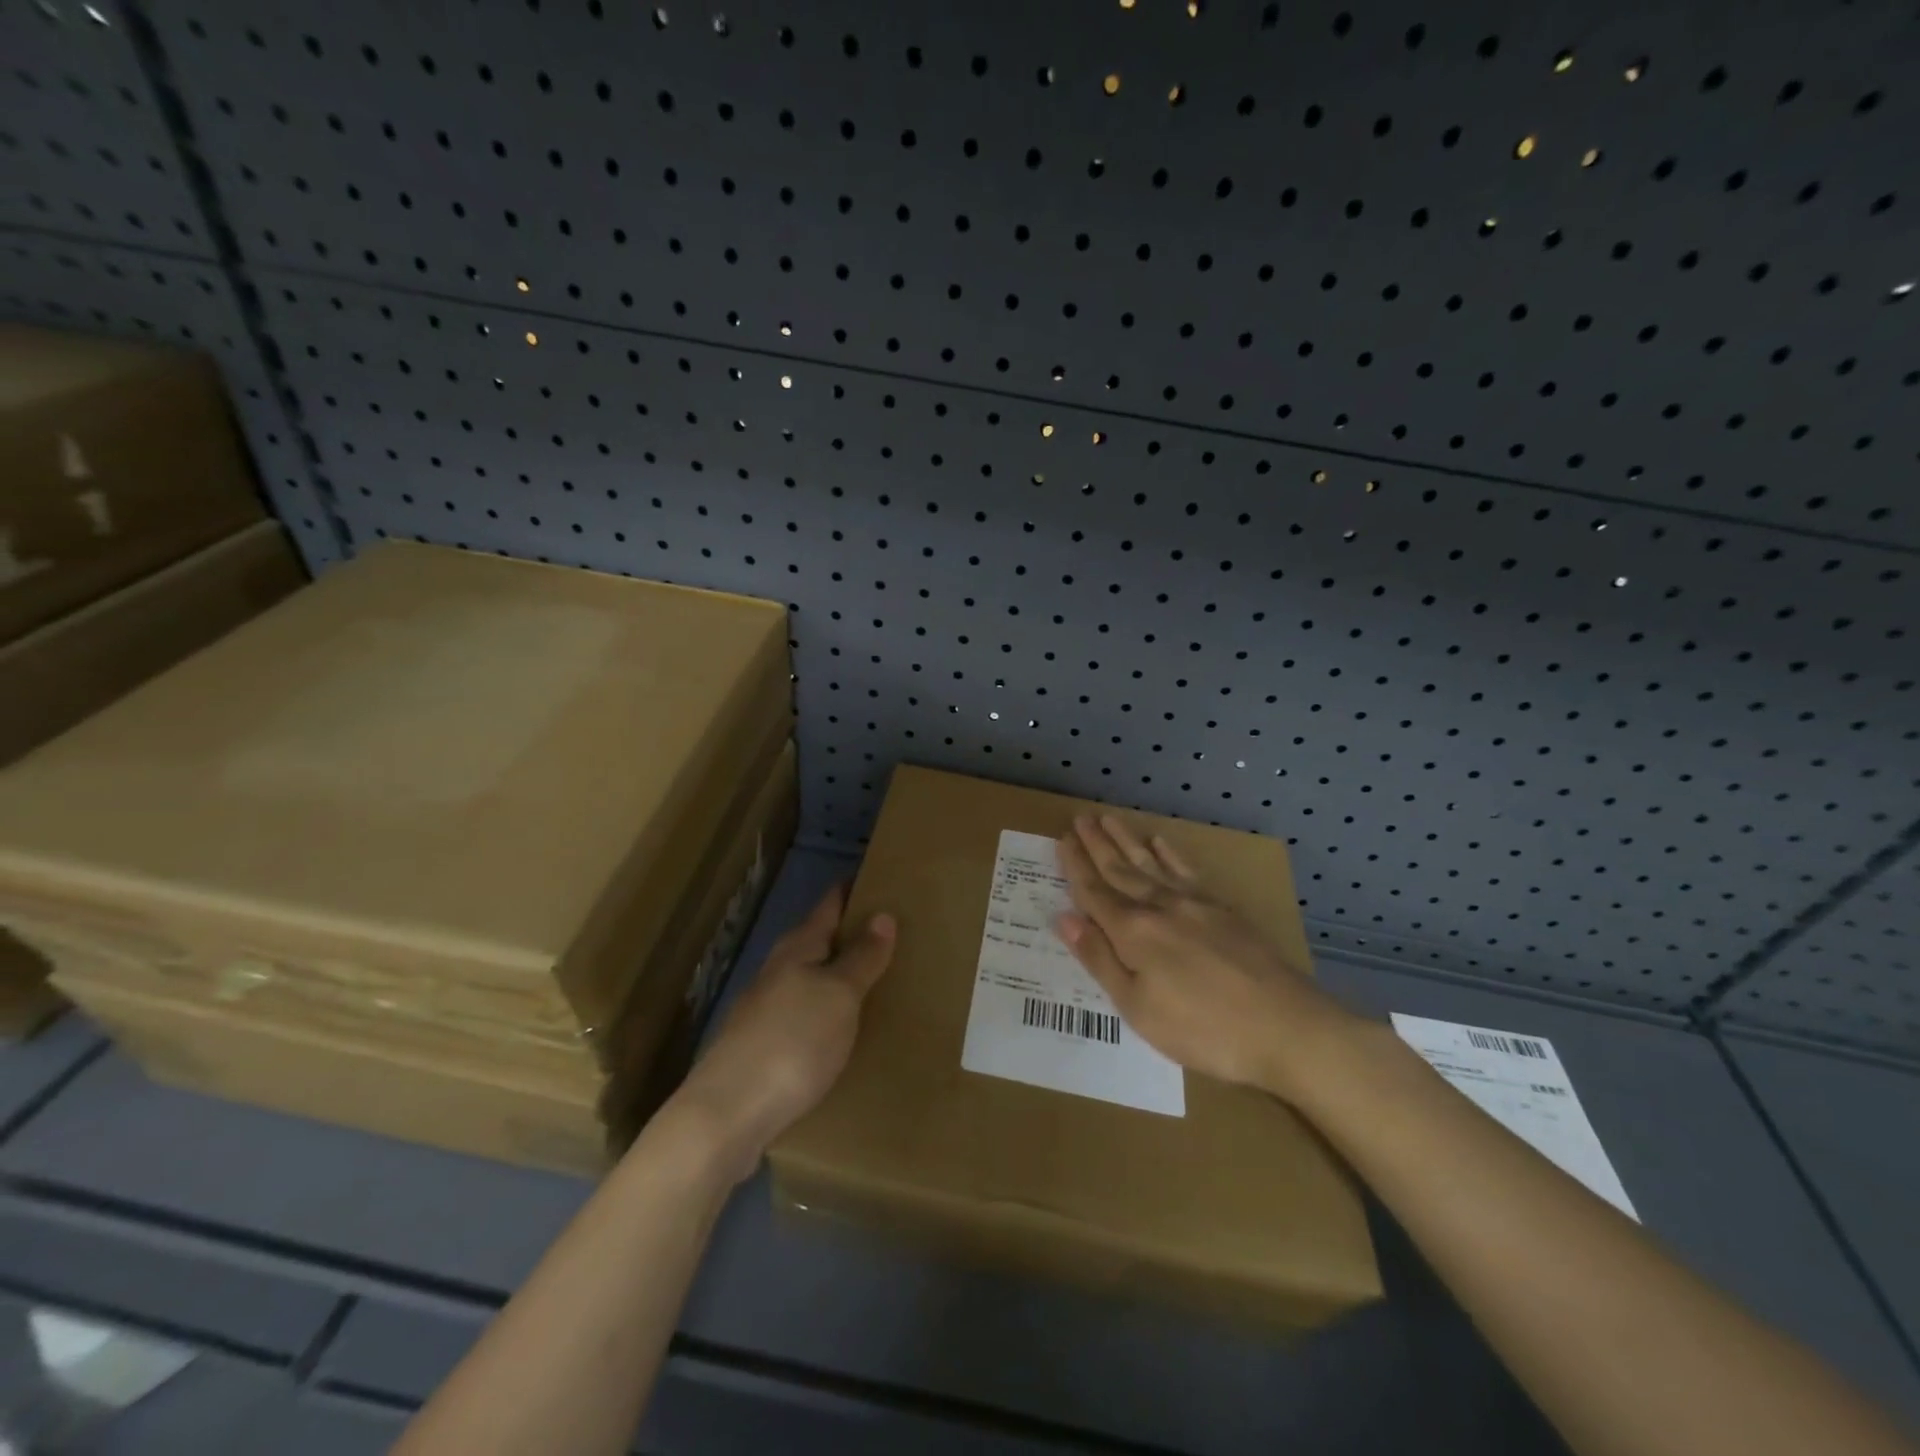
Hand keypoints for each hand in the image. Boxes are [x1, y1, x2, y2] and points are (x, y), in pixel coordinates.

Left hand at [669, 883, 894, 1181]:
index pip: (829, 904)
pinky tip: (845, 1030)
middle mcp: (778, 971)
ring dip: (840, 975)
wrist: (726, 1116)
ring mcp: (765, 1011)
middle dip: (851, 934)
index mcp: (797, 949)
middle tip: (896, 932)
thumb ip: (861, 957)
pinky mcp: (762, 1049)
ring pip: (810, 980)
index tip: (882, 878)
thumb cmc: (792, 1043)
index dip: (853, 889)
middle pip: (818, 941)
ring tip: (879, 980)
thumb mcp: (838, 995)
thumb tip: (882, 914)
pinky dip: (828, 1012)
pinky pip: (805, 1016)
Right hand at [1056, 814, 1360, 1102]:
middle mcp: (1160, 906)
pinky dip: (1171, 854)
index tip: (1062, 840)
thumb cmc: (1202, 1028)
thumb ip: (1099, 959)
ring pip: (1151, 863)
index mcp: (1133, 932)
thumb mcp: (1138, 1007)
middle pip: (1120, 870)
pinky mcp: (1222, 909)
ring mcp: (1195, 903)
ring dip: (1127, 840)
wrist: (1286, 1027)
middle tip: (1079, 818)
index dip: (1076, 867)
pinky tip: (1161, 843)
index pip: (1094, 892)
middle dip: (1097, 845)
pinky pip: (1188, 871)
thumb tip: (1064, 917)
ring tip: (1109, 819)